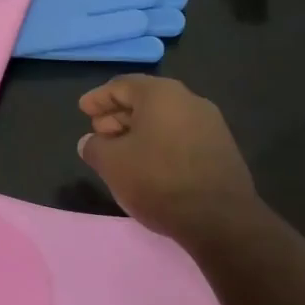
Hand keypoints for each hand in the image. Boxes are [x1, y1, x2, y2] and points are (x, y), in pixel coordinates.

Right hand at [77, 75, 257, 244]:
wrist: (220, 219)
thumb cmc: (158, 181)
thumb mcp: (112, 164)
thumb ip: (94, 147)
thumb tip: (90, 142)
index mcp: (161, 94)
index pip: (122, 85)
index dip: (98, 98)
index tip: (83, 110)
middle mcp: (189, 100)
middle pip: (145, 100)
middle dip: (118, 115)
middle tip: (99, 133)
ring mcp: (210, 124)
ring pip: (164, 119)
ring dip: (139, 131)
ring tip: (121, 151)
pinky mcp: (221, 149)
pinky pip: (181, 135)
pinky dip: (160, 142)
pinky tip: (148, 164)